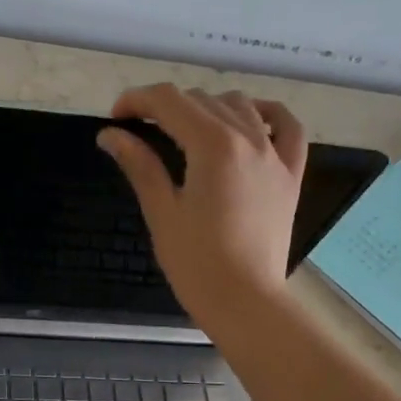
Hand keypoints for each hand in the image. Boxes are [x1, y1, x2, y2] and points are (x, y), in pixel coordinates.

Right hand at [97, 84, 307, 333]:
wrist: (245, 301)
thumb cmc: (196, 263)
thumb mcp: (162, 212)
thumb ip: (140, 164)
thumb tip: (110, 134)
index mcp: (212, 145)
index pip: (169, 101)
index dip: (137, 101)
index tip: (115, 119)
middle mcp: (248, 138)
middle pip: (201, 100)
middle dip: (165, 107)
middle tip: (139, 132)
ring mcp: (275, 154)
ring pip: (239, 106)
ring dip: (206, 108)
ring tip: (184, 132)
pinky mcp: (290, 175)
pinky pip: (287, 127)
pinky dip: (266, 114)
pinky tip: (249, 120)